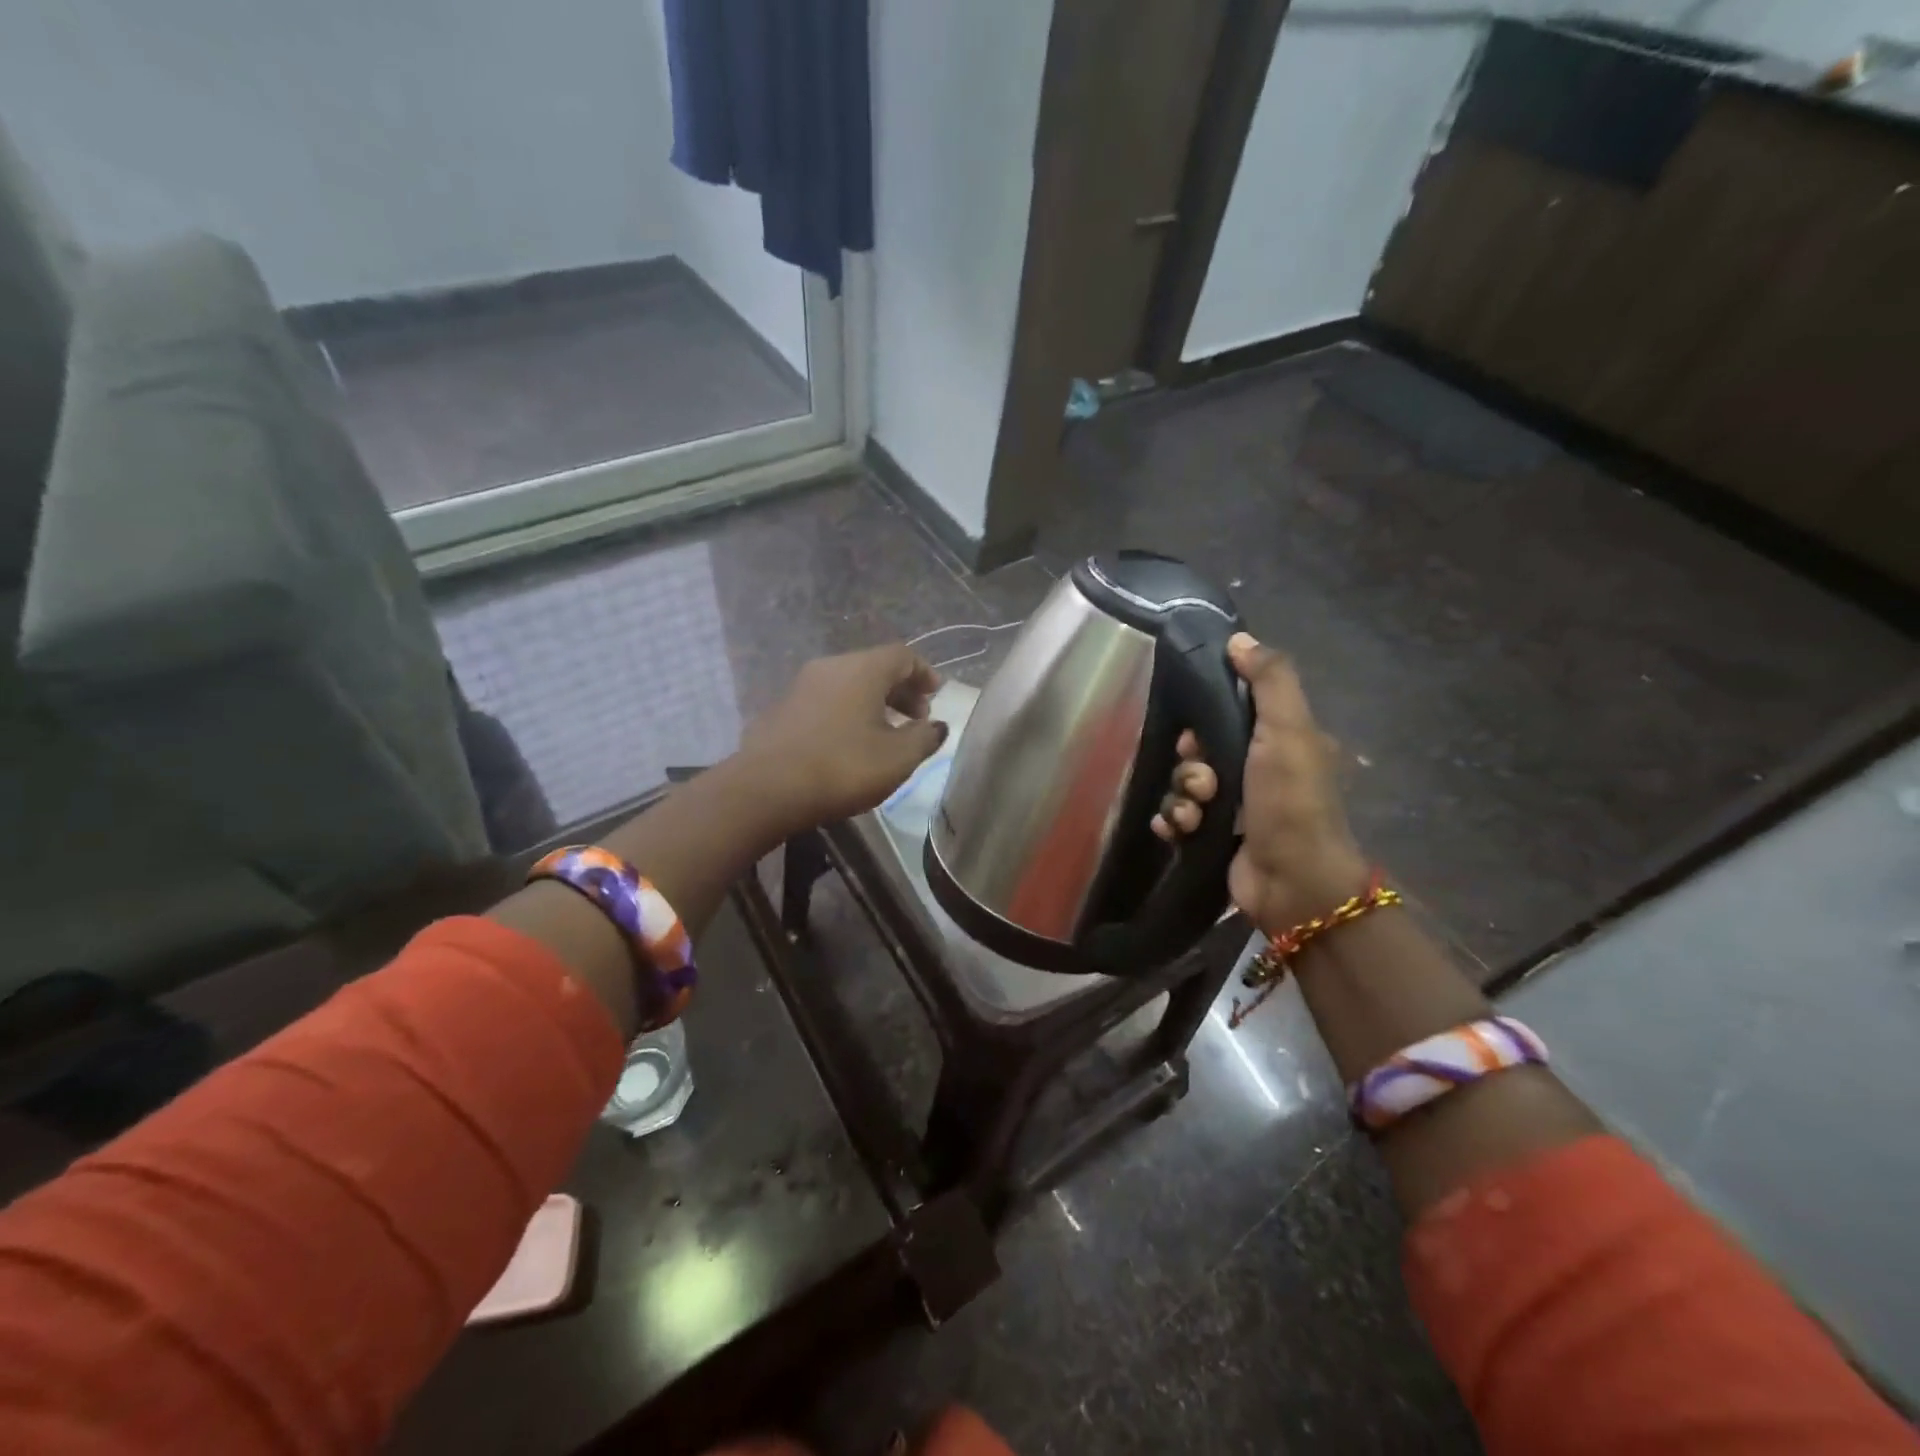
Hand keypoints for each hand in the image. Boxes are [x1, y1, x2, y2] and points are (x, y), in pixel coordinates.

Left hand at [737, 644, 947, 831]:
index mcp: (862, 669)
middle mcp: (830, 667)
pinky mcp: (781, 709)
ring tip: (884, 733)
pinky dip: (845, 713)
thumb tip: (936, 726)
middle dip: (900, 690)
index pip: (902, 655)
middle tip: (916, 719)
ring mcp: (800, 686)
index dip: (924, 673)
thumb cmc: (842, 768)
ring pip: (847, 684)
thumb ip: (924, 738)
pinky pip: (825, 701)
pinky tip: (847, 743)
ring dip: (872, 703)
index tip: (936, 695)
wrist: (766, 789)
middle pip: (874, 667)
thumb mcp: (898, 759)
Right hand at [1153, 632, 1367, 933]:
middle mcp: (1256, 773)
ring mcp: (1233, 810)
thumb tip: (1240, 638)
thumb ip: (1269, 680)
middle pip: (1199, 753)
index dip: (1204, 721)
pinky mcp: (1212, 839)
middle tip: (1204, 783)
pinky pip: (1176, 818)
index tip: (1196, 736)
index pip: (1227, 715)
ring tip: (1196, 816)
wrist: (1292, 882)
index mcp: (1279, 743)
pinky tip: (1177, 830)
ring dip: (1182, 798)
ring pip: (1185, 787)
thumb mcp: (1288, 730)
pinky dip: (1173, 822)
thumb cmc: (1291, 800)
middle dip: (1191, 767)